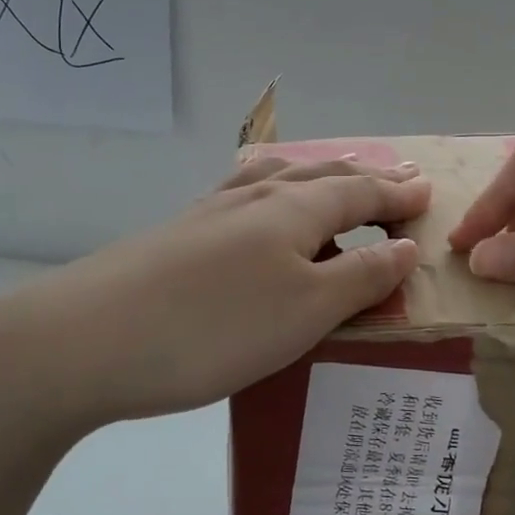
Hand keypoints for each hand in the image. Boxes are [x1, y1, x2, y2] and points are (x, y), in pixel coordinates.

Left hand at [1, 155, 431, 428]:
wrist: (87, 337)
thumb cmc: (214, 327)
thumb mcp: (306, 310)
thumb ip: (361, 276)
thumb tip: (405, 246)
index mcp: (294, 209)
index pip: (361, 192)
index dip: (397, 194)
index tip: (427, 192)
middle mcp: (254, 197)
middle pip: (322, 176)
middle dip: (364, 178)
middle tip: (395, 178)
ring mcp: (210, 211)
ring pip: (277, 179)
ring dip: (317, 178)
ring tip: (334, 180)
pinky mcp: (179, 233)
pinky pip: (244, 197)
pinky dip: (272, 194)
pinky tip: (258, 209)